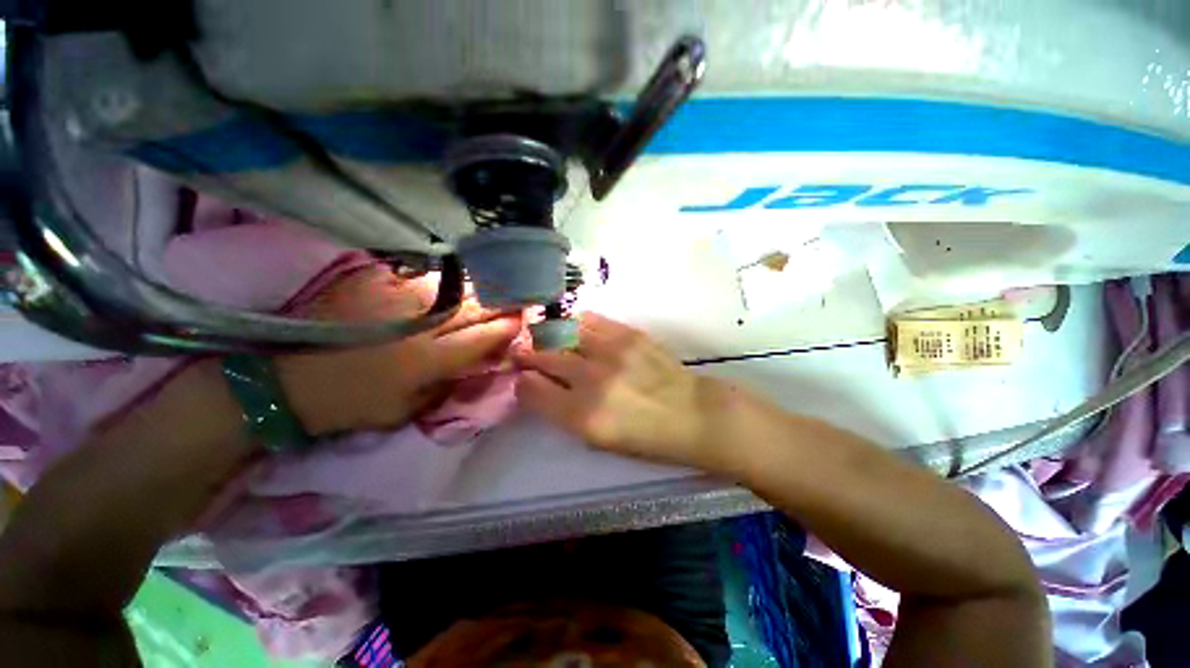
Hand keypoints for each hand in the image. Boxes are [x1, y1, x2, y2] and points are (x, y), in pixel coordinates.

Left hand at [276, 265, 521, 434]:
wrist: (286, 378)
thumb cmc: (351, 403)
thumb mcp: (406, 411)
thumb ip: (447, 386)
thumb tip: (477, 363)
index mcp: (427, 360)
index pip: (483, 337)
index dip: (507, 328)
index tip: (522, 322)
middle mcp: (420, 324)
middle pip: (475, 308)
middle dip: (502, 304)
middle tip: (518, 301)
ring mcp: (398, 298)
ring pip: (456, 289)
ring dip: (481, 292)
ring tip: (495, 292)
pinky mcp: (378, 282)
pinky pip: (427, 279)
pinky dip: (449, 284)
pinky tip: (457, 286)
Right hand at [514, 312, 734, 470]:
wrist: (691, 413)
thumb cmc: (645, 437)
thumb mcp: (597, 440)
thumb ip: (563, 413)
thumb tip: (538, 386)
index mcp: (582, 416)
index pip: (531, 390)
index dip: (522, 382)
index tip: (523, 378)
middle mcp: (591, 380)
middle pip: (542, 357)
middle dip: (527, 353)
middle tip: (523, 351)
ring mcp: (610, 352)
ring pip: (562, 333)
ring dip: (547, 334)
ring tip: (544, 335)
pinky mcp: (628, 334)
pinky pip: (589, 320)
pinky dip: (575, 323)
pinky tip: (573, 328)